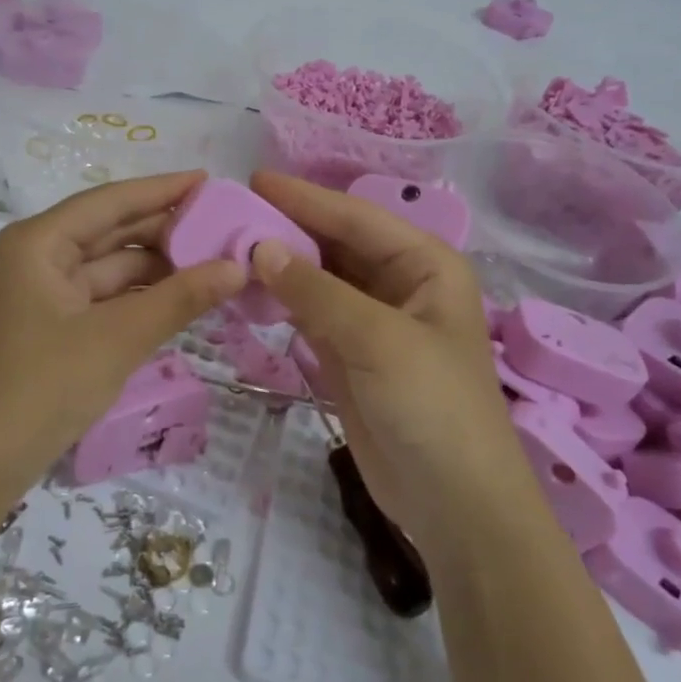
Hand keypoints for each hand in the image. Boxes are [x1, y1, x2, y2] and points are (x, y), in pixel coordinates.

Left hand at [0, 172, 244, 508]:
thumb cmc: (43, 386)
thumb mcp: (119, 337)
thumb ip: (180, 298)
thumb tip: (238, 267)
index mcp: (39, 243)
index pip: (110, 201)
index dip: (162, 190)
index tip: (209, 181)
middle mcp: (38, 258)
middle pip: (110, 232)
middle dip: (165, 231)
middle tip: (224, 227)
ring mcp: (43, 295)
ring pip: (110, 269)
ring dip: (158, 269)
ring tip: (215, 264)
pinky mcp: (52, 328)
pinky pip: (104, 299)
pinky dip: (140, 299)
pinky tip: (182, 299)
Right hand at [247, 171, 531, 554]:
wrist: (453, 501)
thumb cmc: (432, 406)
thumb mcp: (377, 340)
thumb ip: (316, 292)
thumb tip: (260, 248)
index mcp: (424, 264)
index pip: (355, 218)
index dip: (304, 198)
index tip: (252, 180)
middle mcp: (399, 284)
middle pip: (335, 244)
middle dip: (287, 230)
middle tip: (229, 215)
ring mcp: (373, 321)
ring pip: (319, 279)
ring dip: (279, 267)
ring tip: (227, 248)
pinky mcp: (350, 355)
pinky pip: (310, 315)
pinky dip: (281, 303)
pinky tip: (246, 293)